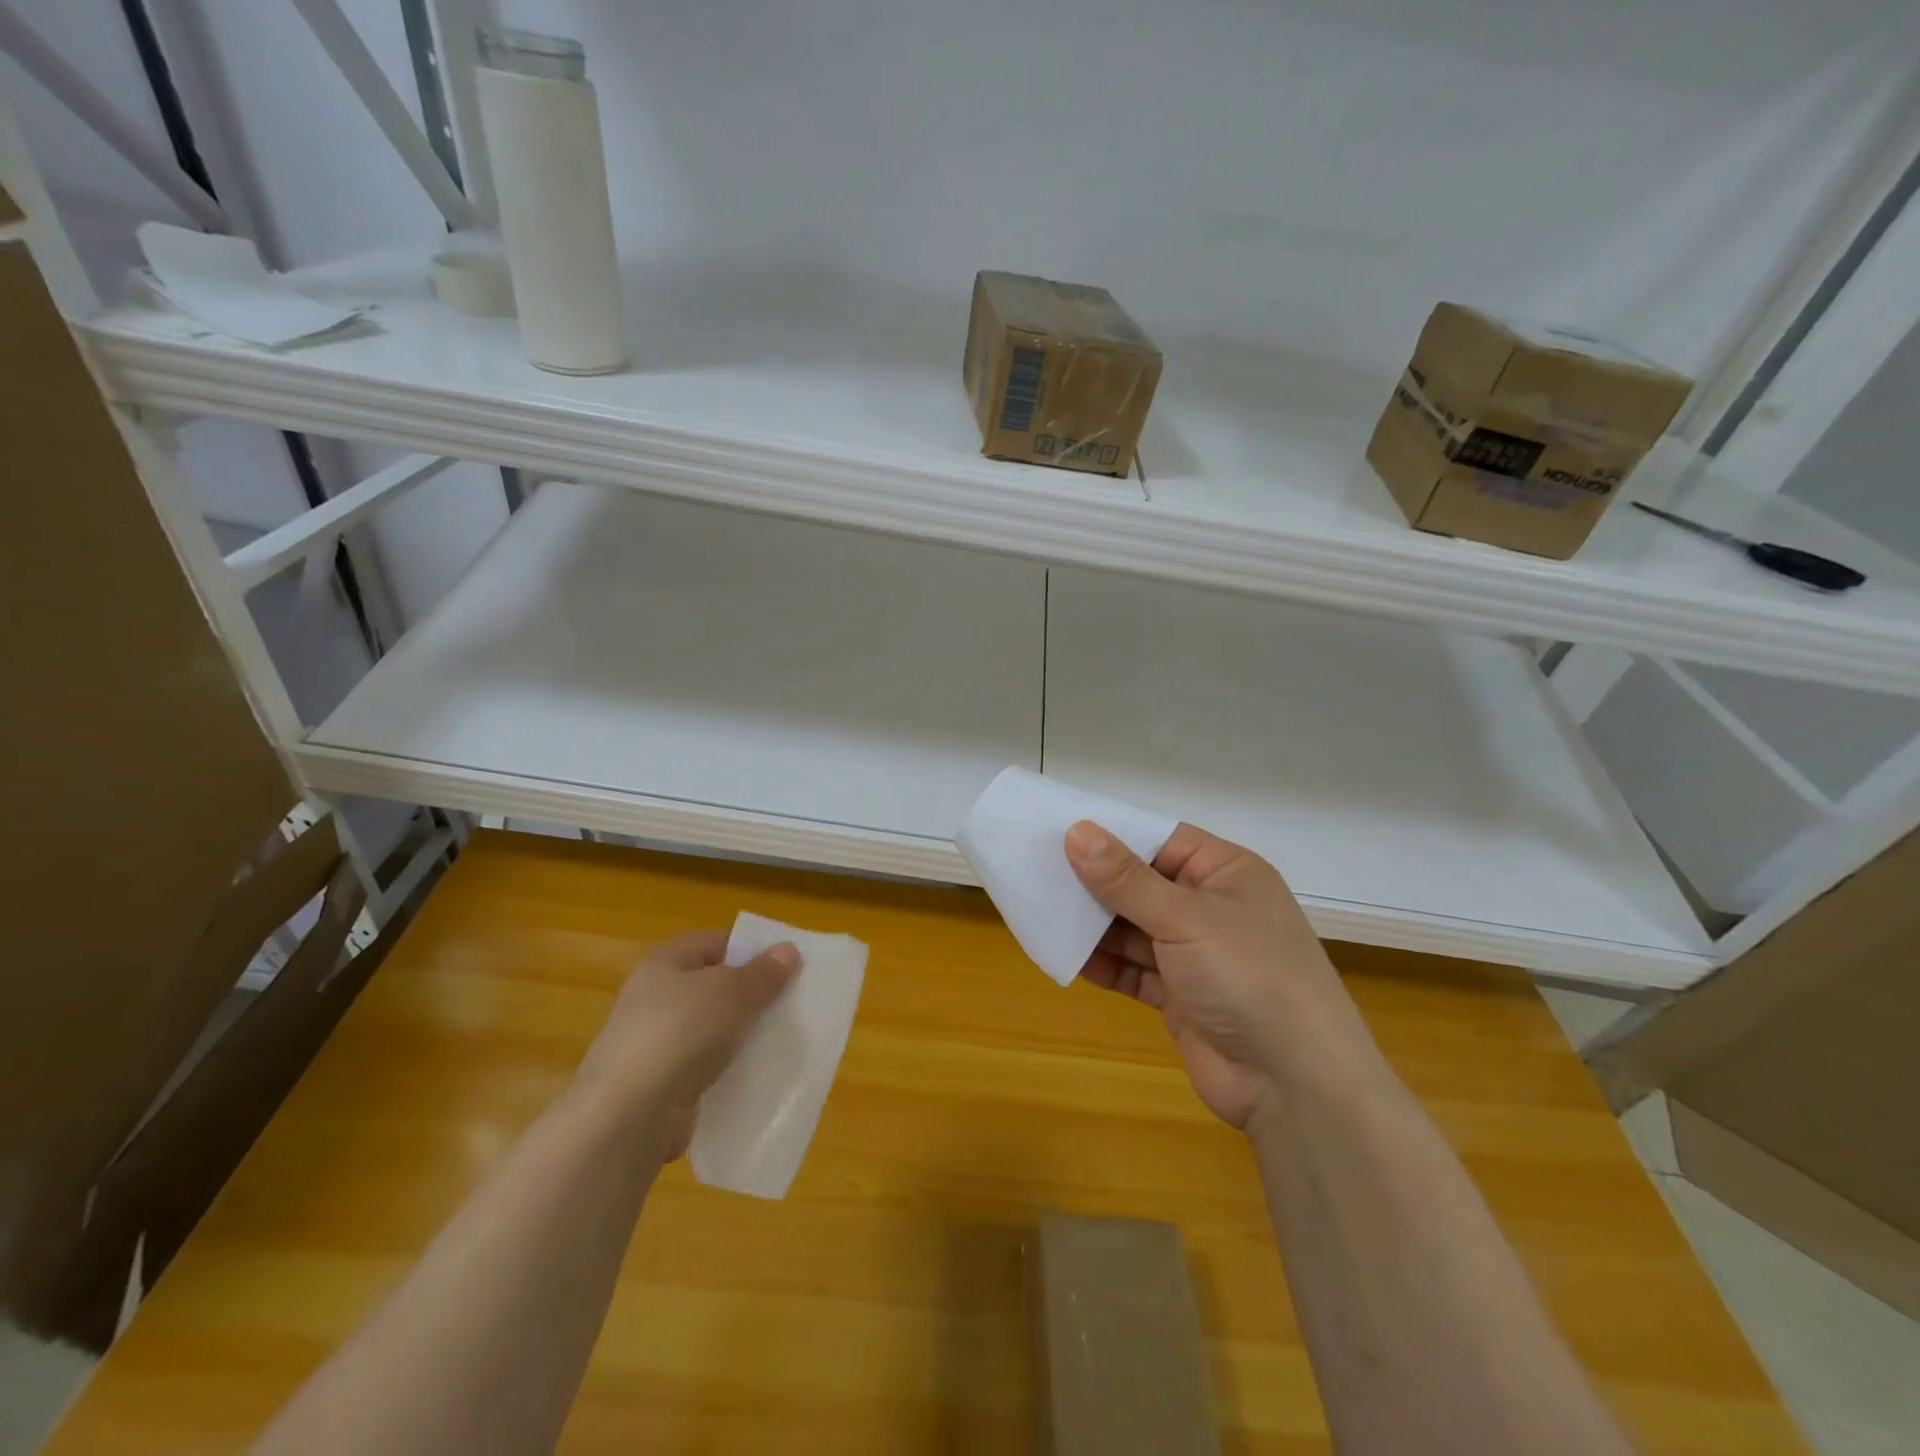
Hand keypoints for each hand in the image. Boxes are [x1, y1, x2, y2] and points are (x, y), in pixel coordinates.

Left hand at [573, 931, 798, 1157]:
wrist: (629, 1117)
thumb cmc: (681, 1034)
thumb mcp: (732, 993)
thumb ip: (763, 973)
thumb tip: (788, 950)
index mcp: (664, 964)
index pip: (714, 943)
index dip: (749, 948)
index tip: (786, 963)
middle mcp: (654, 999)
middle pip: (712, 987)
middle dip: (749, 994)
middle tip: (789, 1001)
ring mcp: (654, 1045)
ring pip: (710, 1030)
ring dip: (740, 1036)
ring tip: (780, 1039)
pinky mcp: (659, 1086)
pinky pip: (703, 1068)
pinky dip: (726, 1071)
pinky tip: (754, 1077)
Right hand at [1065, 821, 1383, 1129]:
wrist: (1294, 1085)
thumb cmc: (1248, 975)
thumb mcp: (1185, 917)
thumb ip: (1127, 878)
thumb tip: (1076, 831)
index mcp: (1227, 873)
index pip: (1162, 840)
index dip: (1114, 835)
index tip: (1060, 829)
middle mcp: (1211, 908)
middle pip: (1143, 884)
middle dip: (1096, 882)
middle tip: (1038, 869)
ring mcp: (1196, 955)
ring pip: (1133, 928)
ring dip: (1094, 923)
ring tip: (1042, 909)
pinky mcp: (1180, 996)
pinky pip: (1133, 969)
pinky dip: (1104, 963)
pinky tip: (1065, 954)